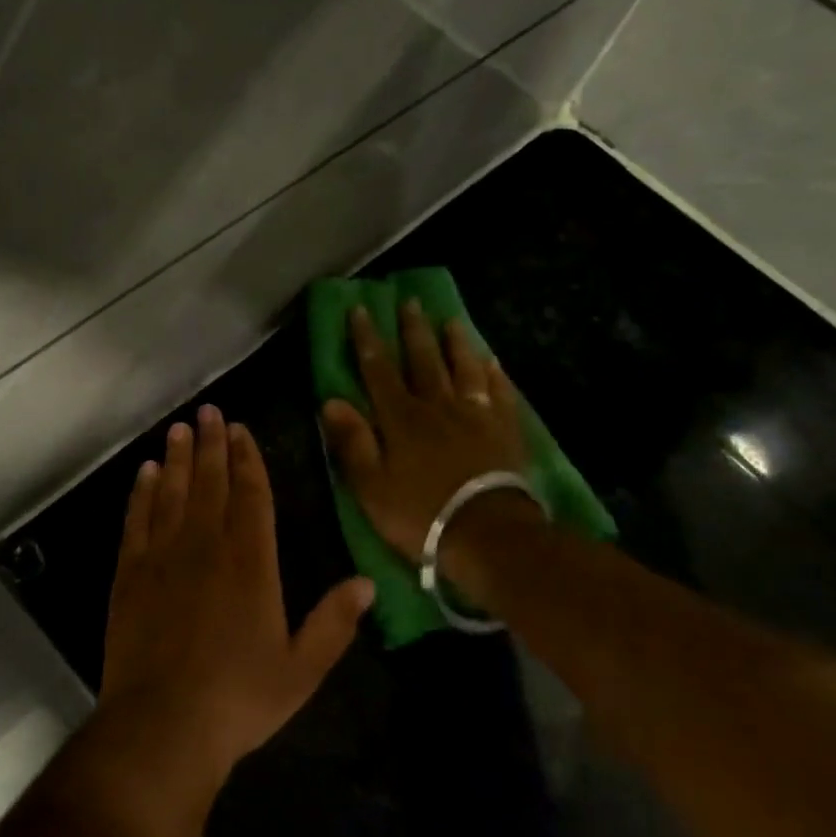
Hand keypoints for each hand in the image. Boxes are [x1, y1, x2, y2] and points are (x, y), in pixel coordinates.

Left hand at [100, 406, 374, 789]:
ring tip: (179, 428)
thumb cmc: (239, 698)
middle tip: (209, 411)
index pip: (251, 494)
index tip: (241, 430)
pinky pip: (137, 519)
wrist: (163, 725)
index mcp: (252, 562)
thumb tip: (368, 582)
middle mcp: (207, 546)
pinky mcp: (130, 573)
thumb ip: (334, 622)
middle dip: (211, 443)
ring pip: (172, 492)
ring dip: (177, 458)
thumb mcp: (302, 669)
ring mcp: (164, 556)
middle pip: (210, 481)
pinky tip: (145, 472)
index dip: (247, 458)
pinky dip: (142, 492)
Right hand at [320, 301, 532, 567]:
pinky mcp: (504, 430)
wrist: (488, 534)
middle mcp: (437, 406)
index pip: (379, 369)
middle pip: (423, 360)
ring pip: (463, 369)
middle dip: (413, 330)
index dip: (368, 339)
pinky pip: (499, 393)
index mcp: (401, 418)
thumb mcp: (371, 486)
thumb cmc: (421, 514)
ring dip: (456, 343)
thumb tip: (331, 400)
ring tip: (452, 321)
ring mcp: (475, 416)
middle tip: (410, 302)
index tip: (361, 310)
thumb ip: (352, 441)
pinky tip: (493, 362)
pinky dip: (494, 375)